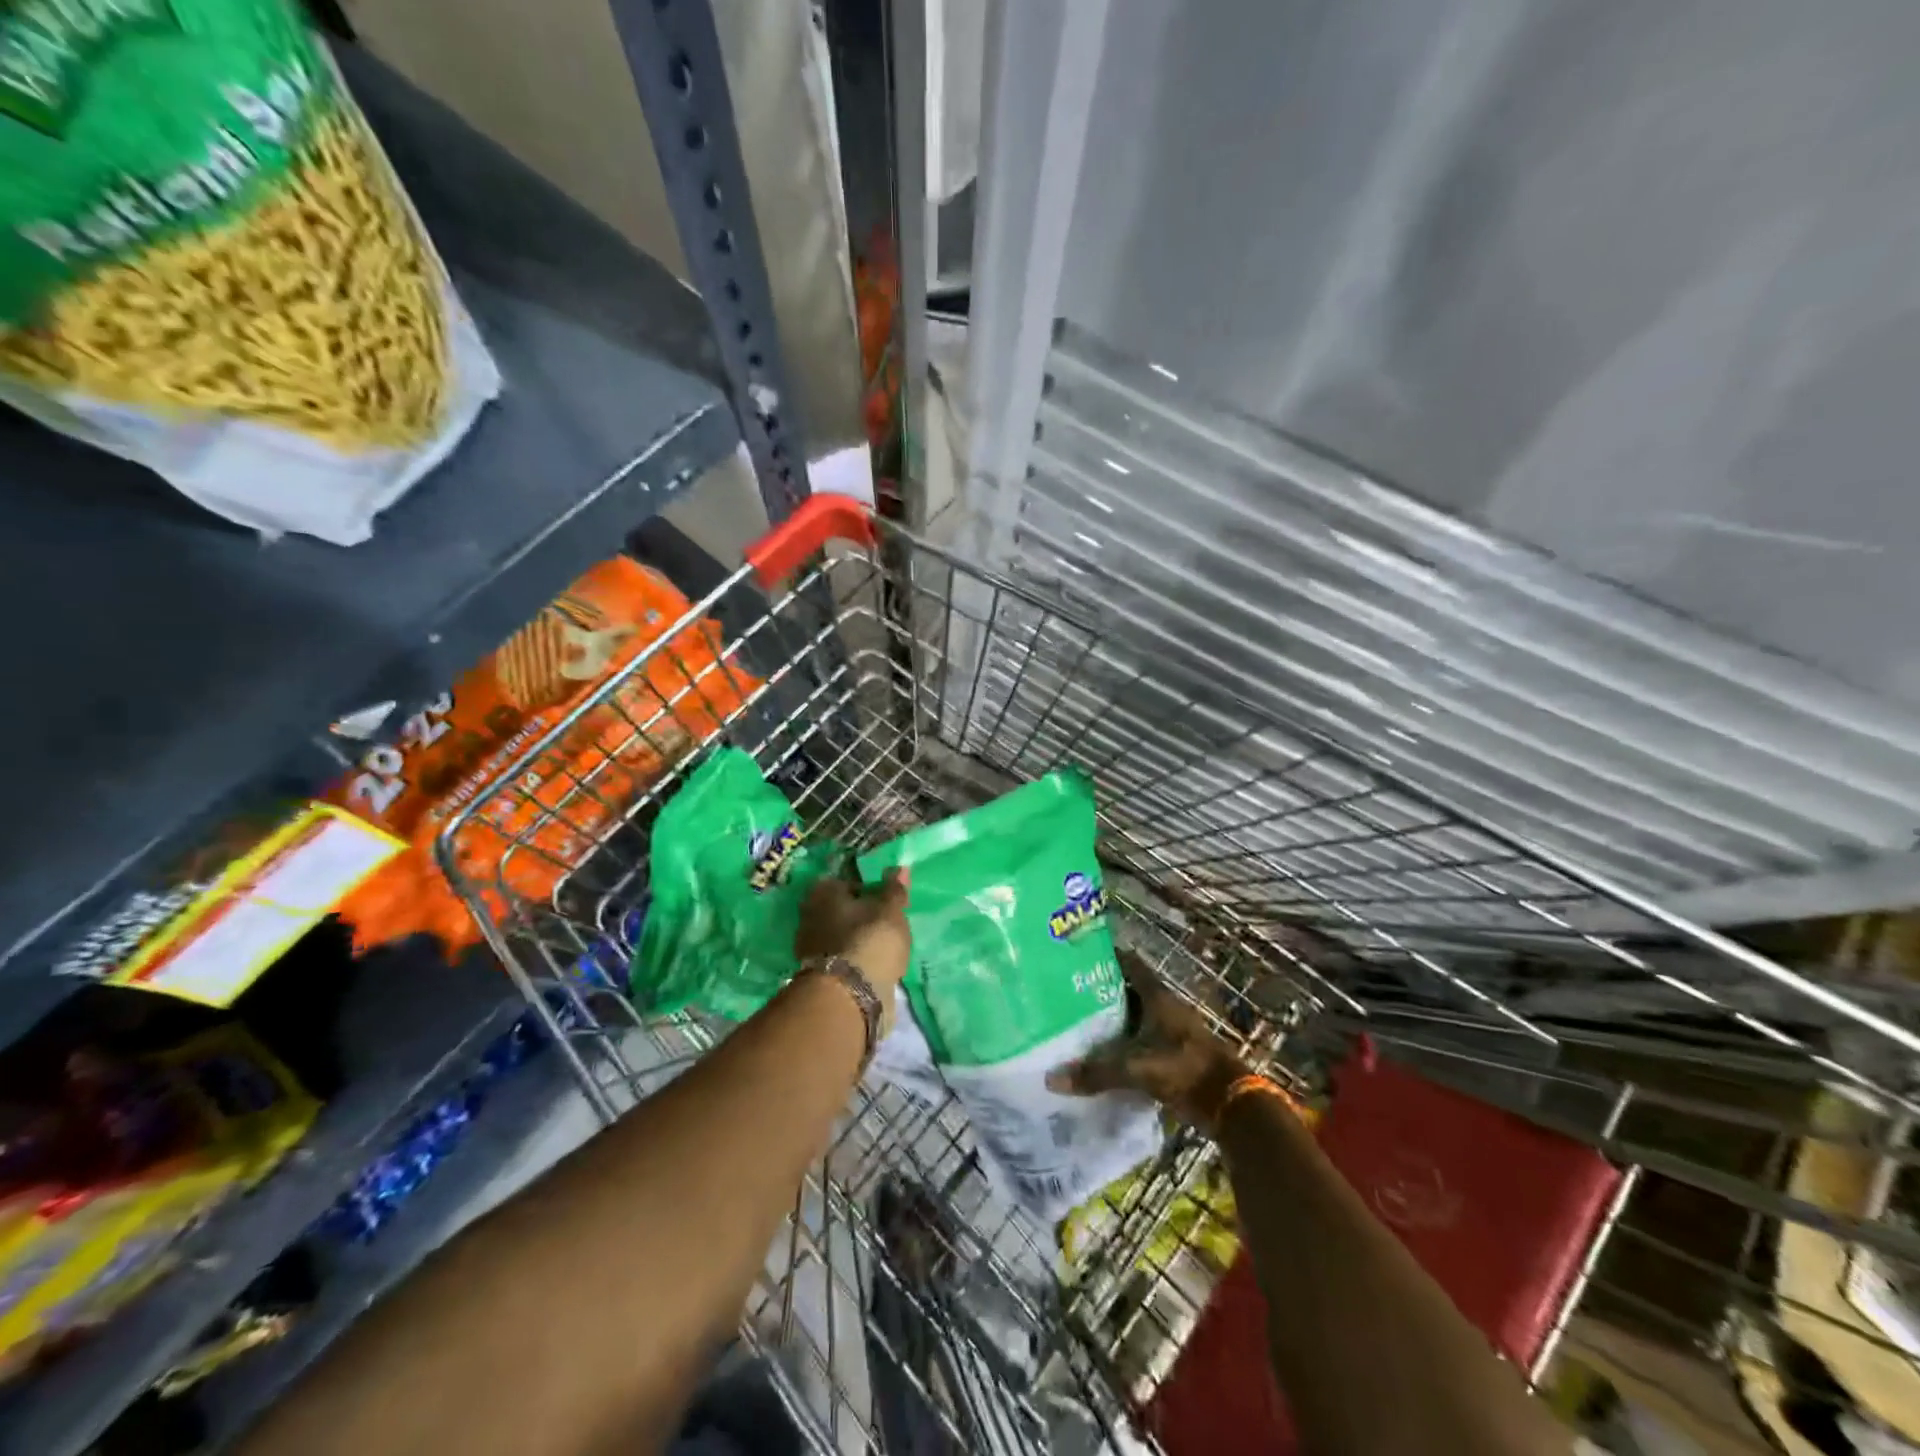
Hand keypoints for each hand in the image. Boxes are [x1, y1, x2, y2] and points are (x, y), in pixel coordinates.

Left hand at [794, 869, 911, 999]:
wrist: (849, 996)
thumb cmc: (870, 940)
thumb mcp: (890, 910)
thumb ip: (894, 889)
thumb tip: (899, 868)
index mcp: (823, 891)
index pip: (846, 881)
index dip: (868, 889)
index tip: (885, 901)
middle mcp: (810, 914)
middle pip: (840, 909)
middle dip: (860, 915)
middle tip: (885, 924)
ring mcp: (809, 946)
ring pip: (839, 935)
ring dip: (856, 939)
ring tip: (882, 947)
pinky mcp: (816, 974)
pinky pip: (841, 957)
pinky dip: (854, 959)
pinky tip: (872, 966)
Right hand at [1046, 958, 1248, 1129]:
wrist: (1231, 1104)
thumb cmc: (1185, 1069)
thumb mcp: (1137, 1068)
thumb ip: (1097, 1072)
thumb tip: (1052, 1078)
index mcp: (1157, 996)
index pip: (1128, 963)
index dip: (1105, 955)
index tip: (1077, 954)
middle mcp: (1163, 1007)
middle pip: (1127, 990)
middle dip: (1099, 989)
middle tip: (1065, 990)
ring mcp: (1169, 1031)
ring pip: (1133, 1017)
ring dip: (1110, 1019)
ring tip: (1075, 1021)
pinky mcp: (1172, 1056)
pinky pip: (1139, 1043)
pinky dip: (1121, 1045)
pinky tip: (1099, 1054)